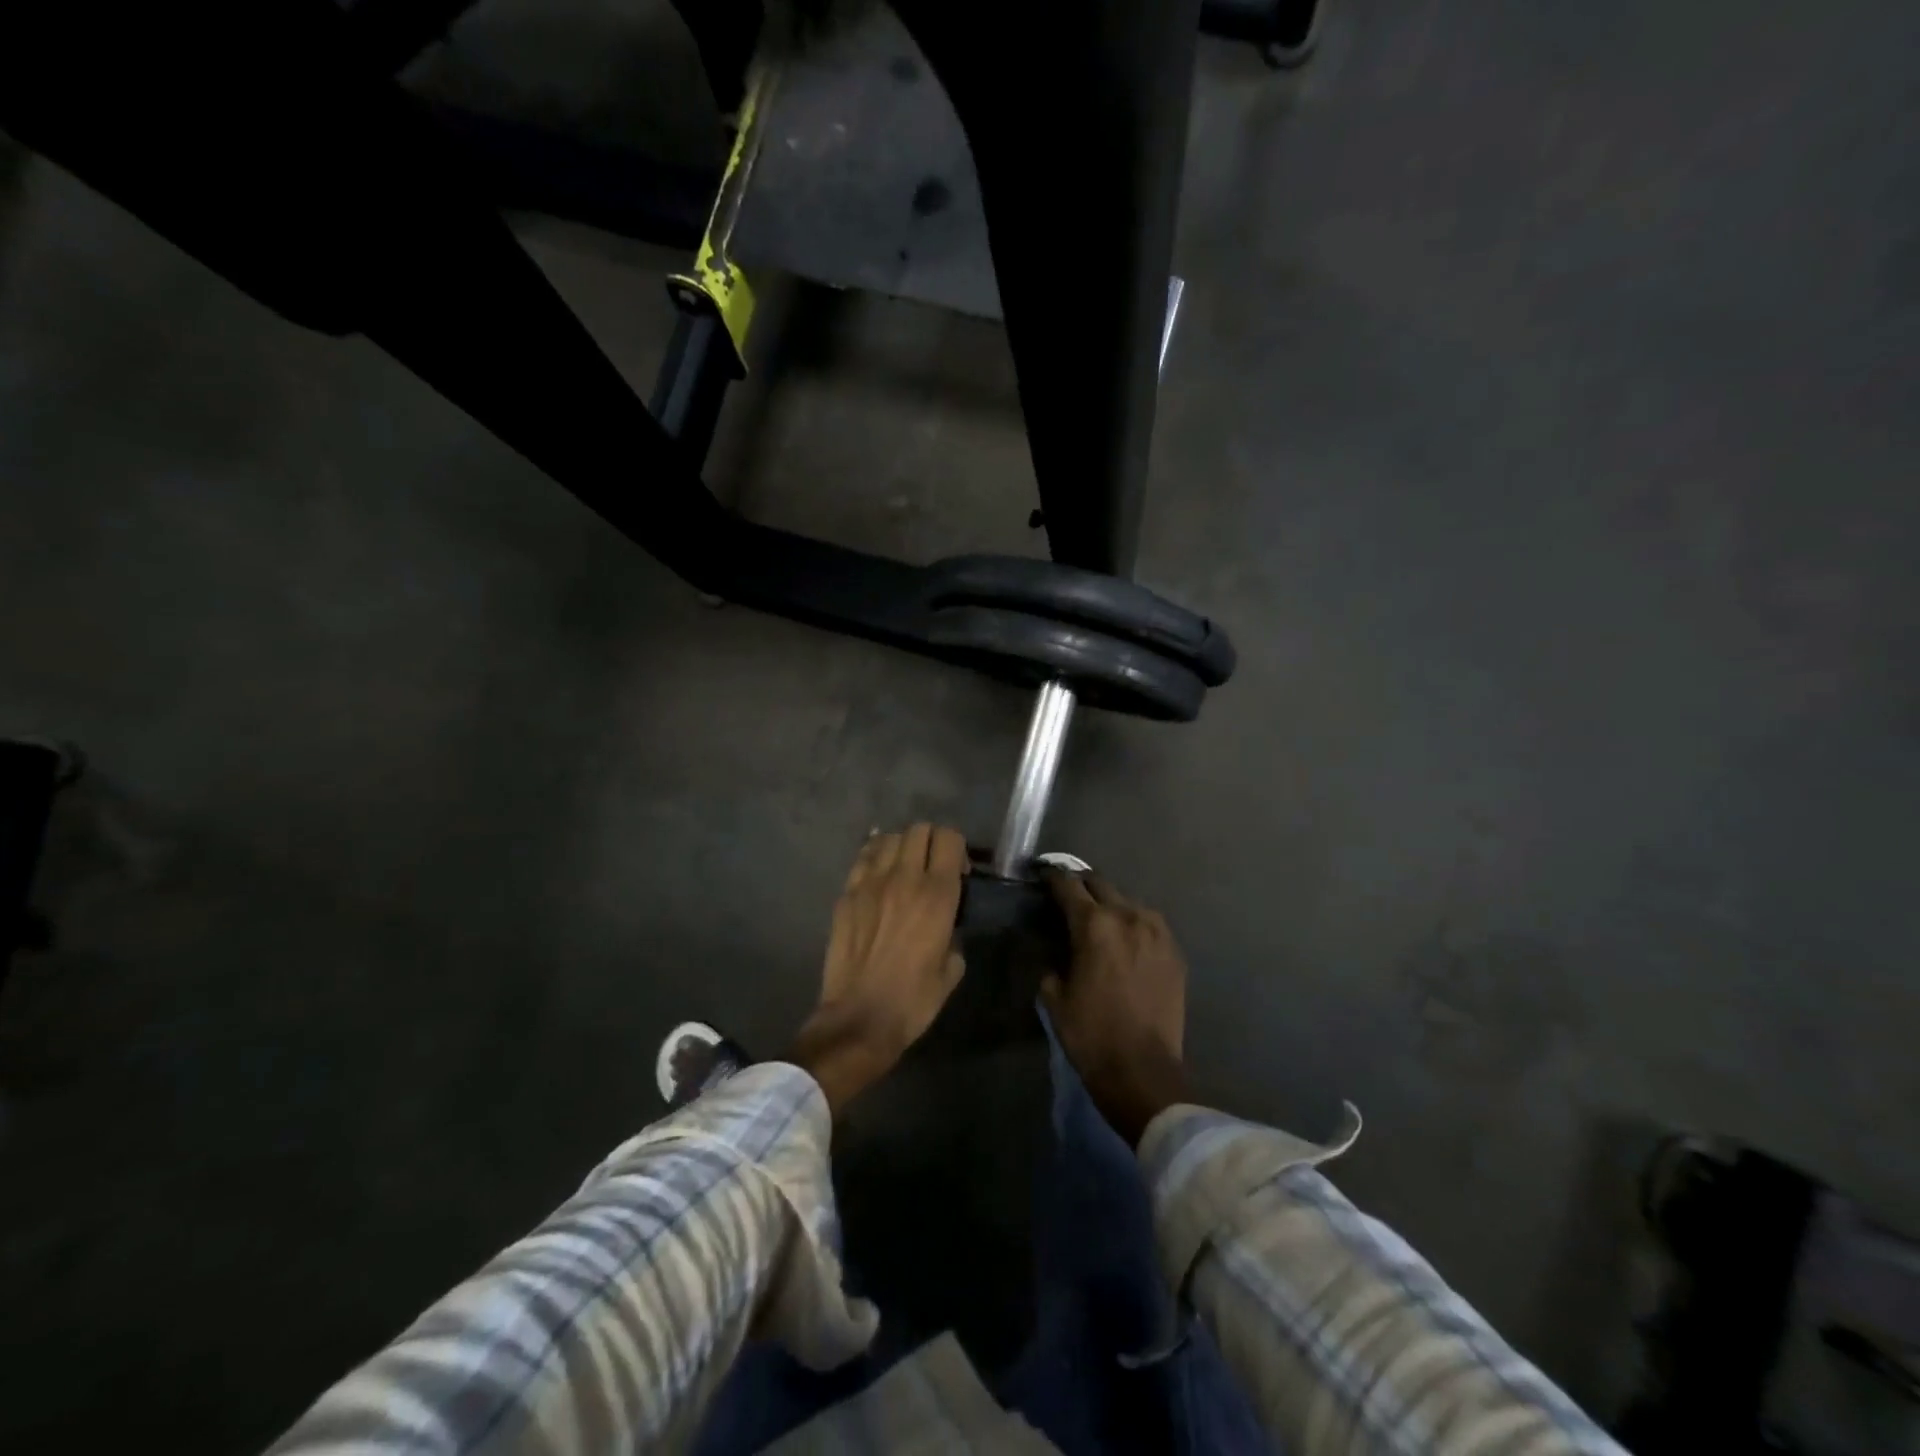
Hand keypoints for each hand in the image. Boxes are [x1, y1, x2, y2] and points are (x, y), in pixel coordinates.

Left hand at [791, 824, 968, 1113]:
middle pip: (919, 829)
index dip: (957, 848)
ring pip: (889, 837)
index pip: (949, 838)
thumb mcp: (952, 969)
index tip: (958, 872)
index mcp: (937, 895)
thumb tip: (946, 924)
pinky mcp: (846, 894)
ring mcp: (870, 883)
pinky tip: (879, 873)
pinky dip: (875, 856)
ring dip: (902, 846)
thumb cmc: (913, 1000)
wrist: (859, 1019)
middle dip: (931, 841)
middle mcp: (904, 878)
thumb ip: (954, 934)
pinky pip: (863, 857)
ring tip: (903, 869)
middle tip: (932, 867)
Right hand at [1041, 871, 1191, 1146]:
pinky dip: (1134, 925)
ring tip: (1099, 920)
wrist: (1143, 1072)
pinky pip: (1150, 924)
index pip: (1068, 885)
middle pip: (1100, 884)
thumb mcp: (1055, 997)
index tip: (1043, 877)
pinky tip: (1126, 941)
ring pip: (1128, 901)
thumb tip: (1056, 951)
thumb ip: (1052, 962)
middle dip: (1081, 886)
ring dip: (1110, 905)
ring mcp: (1157, 932)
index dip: (1052, 879)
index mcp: (1094, 924)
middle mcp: (1128, 916)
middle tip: (1068, 896)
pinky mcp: (1175, 952)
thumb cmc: (1090, 1034)